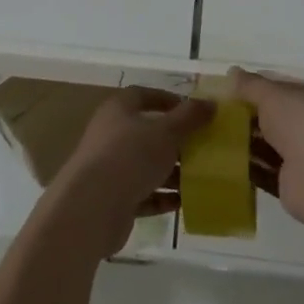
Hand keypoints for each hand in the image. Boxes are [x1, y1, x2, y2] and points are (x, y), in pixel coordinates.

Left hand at [46, 88, 213, 258]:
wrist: (92, 207)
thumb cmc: (130, 156)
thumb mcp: (166, 132)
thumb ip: (189, 117)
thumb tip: (211, 103)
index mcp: (119, 110)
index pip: (144, 95)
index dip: (168, 100)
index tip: (194, 111)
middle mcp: (112, 135)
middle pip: (148, 133)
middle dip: (176, 141)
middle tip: (203, 148)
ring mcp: (111, 168)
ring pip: (147, 166)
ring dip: (172, 172)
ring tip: (200, 178)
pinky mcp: (114, 199)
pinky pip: (143, 194)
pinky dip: (161, 197)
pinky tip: (183, 202)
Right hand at [232, 69, 303, 230]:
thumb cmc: (303, 123)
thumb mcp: (273, 94)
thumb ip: (252, 85)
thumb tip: (232, 72)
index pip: (293, 91)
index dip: (267, 90)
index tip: (240, 91)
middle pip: (283, 119)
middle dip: (257, 117)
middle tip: (226, 113)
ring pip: (276, 146)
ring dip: (252, 142)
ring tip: (221, 135)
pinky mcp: (297, 185)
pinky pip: (269, 172)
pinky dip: (252, 167)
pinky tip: (228, 161)